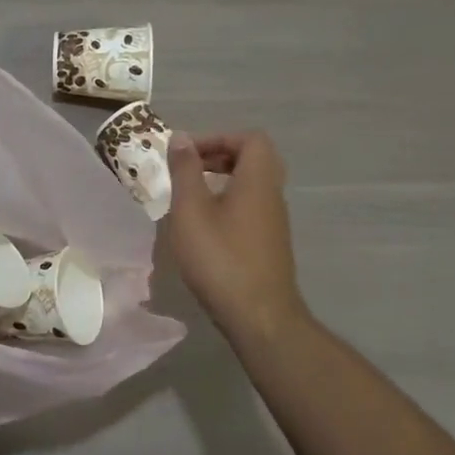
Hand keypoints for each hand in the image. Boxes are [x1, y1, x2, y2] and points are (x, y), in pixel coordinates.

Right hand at [165, 130, 309, 344]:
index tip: (188, 152)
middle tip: (187, 168)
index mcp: (258, 180)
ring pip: (251, 185)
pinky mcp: (269, 243)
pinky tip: (203, 225)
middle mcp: (272, 195)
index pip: (251, 139)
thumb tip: (181, 138)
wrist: (259, 317)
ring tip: (189, 196)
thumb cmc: (220, 258)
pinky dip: (227, 203)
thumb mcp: (191, 211)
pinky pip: (250, 207)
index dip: (218, 137)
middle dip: (218, 156)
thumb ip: (185, 171)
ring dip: (221, 180)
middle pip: (253, 159)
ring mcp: (274, 221)